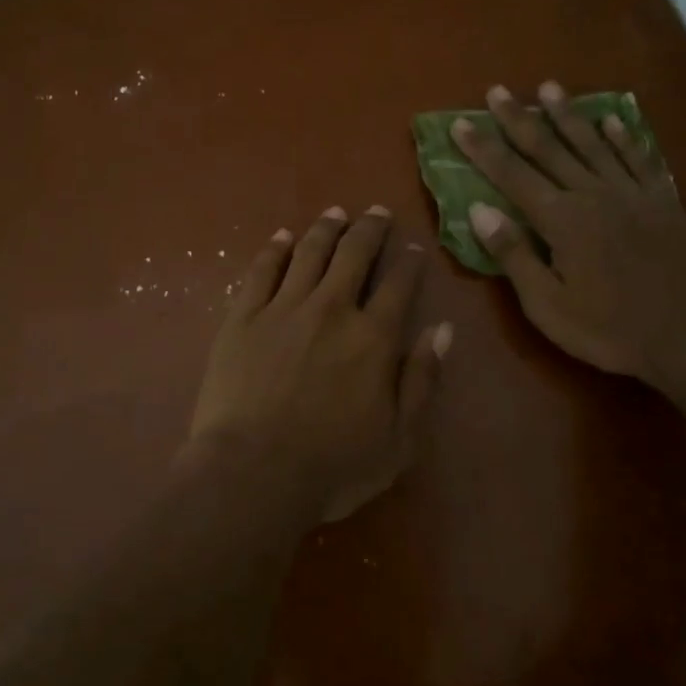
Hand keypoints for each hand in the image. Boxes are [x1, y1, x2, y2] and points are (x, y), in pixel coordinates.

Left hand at [189, 207, 452, 523]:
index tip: (413, 247)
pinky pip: (262, 270)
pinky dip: (275, 249)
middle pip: (354, 255)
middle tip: (377, 211)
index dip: (408, 263)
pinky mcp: (243, 316)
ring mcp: (283, 308)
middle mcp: (331, 309)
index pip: (398, 286)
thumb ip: (422, 379)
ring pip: (309, 253)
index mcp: (372, 338)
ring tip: (335, 212)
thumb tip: (442, 329)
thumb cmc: (332, 466)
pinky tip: (282, 236)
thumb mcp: (398, 439)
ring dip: (326, 228)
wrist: (252, 474)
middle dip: (370, 229)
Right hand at [451, 82, 685, 395]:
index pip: (512, 175)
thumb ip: (513, 254)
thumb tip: (478, 209)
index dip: (484, 148)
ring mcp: (633, 194)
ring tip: (549, 88)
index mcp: (562, 220)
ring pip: (593, 144)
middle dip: (519, 119)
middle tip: (498, 91)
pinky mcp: (664, 202)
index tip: (461, 122)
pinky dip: (624, 138)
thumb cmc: (609, 330)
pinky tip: (612, 121)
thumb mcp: (548, 306)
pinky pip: (640, 159)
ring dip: (568, 115)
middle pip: (548, 149)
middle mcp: (594, 195)